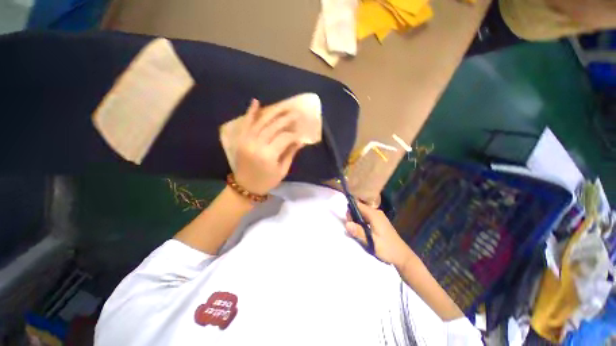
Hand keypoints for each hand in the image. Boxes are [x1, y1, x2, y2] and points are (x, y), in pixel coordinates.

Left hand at [234, 99, 302, 194]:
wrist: (245, 186)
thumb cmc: (267, 181)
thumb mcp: (282, 171)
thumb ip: (290, 154)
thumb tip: (300, 140)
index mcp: (268, 155)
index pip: (284, 138)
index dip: (294, 135)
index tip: (300, 134)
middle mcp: (257, 145)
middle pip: (273, 126)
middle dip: (286, 119)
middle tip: (296, 113)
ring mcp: (247, 140)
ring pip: (261, 121)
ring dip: (273, 112)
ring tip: (284, 106)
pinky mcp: (241, 139)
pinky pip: (246, 123)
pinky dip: (250, 112)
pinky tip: (256, 101)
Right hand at [345, 202, 410, 265]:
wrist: (402, 256)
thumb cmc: (386, 248)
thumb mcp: (371, 241)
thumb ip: (359, 232)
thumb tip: (346, 224)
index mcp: (374, 214)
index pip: (358, 205)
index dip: (350, 210)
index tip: (346, 220)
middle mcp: (376, 213)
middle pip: (360, 208)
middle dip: (352, 216)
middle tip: (350, 227)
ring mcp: (378, 217)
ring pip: (362, 213)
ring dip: (356, 220)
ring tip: (354, 230)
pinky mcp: (379, 222)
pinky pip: (366, 217)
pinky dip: (361, 222)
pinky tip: (360, 230)